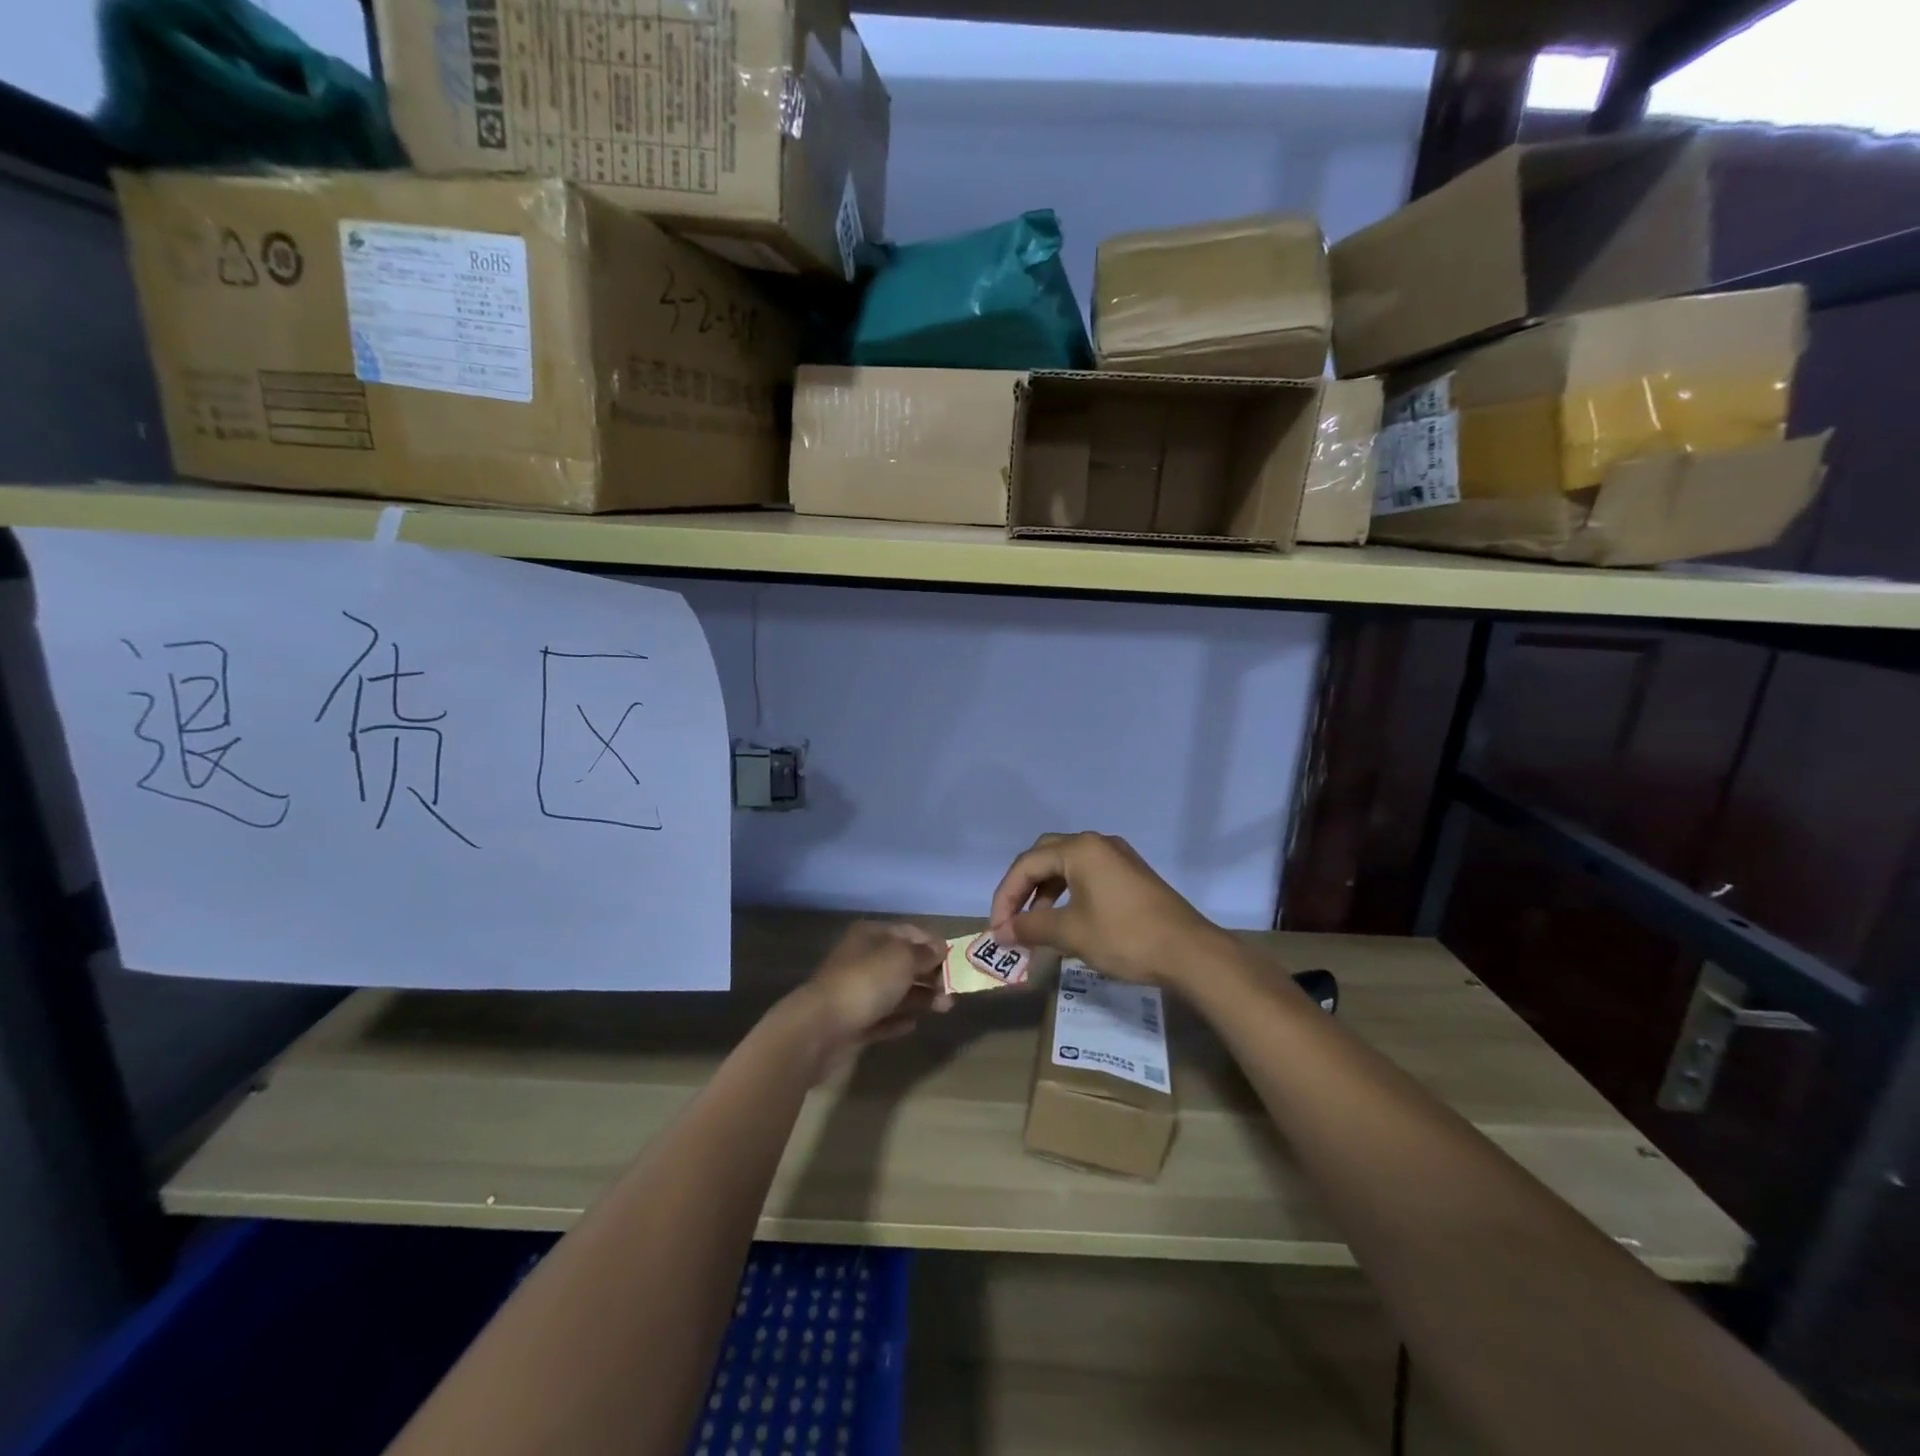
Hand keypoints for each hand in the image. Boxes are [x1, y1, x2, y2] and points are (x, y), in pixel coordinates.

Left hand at [779, 921, 950, 1077]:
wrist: (820, 1028)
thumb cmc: (865, 982)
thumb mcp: (902, 958)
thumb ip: (924, 953)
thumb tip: (939, 948)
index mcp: (871, 936)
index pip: (908, 932)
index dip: (932, 943)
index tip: (956, 960)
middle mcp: (863, 960)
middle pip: (903, 963)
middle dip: (930, 974)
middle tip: (953, 990)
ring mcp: (857, 992)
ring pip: (896, 991)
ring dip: (921, 998)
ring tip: (945, 1008)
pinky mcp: (854, 1022)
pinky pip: (882, 1017)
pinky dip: (898, 1019)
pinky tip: (914, 1025)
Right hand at [988, 832, 1232, 987]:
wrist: (1189, 952)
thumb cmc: (1125, 937)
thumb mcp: (1071, 933)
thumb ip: (1030, 927)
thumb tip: (1000, 932)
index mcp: (1080, 849)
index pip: (1026, 864)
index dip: (1005, 896)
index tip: (998, 928)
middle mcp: (1097, 844)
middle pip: (1044, 857)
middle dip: (1022, 888)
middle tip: (1011, 918)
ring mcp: (1117, 857)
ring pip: (1066, 866)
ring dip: (1045, 892)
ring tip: (1036, 924)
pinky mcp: (1130, 874)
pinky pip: (1087, 875)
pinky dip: (1068, 894)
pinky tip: (1066, 921)